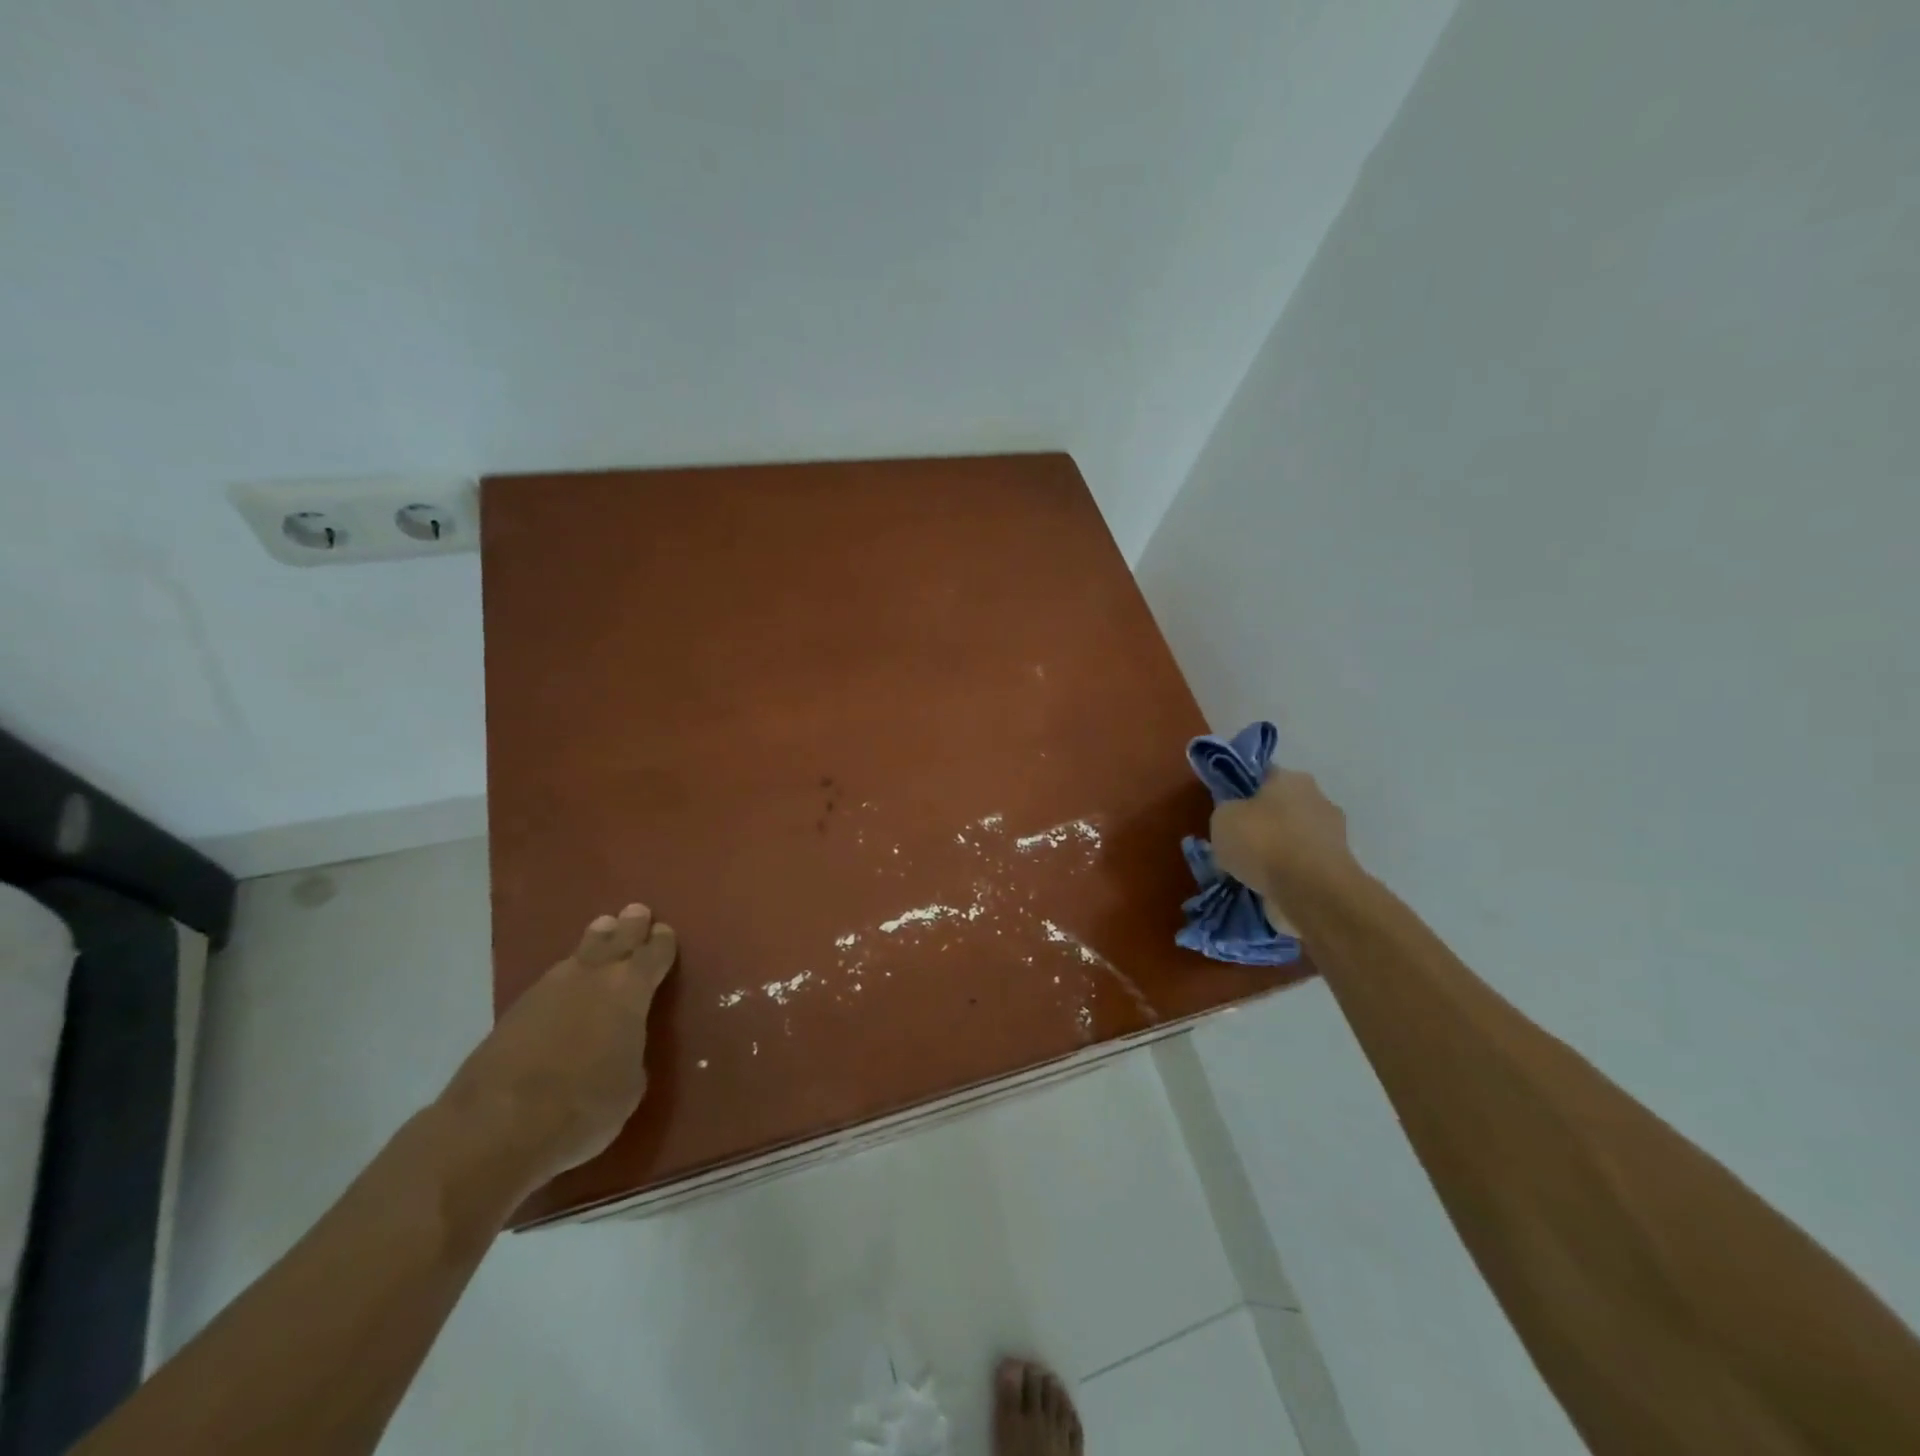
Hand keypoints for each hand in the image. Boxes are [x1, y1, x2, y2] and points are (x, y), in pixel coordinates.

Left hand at [442, 904, 677, 1196]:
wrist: (496, 1125)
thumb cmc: (583, 1105)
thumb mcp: (631, 1084)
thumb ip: (631, 1050)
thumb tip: (621, 1044)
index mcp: (630, 989)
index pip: (653, 954)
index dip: (661, 942)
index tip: (664, 931)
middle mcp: (592, 977)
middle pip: (615, 939)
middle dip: (629, 926)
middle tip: (636, 911)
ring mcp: (548, 990)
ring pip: (579, 954)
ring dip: (595, 941)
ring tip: (602, 929)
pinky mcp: (514, 1011)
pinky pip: (552, 980)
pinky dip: (566, 975)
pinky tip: (567, 981)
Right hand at [1209, 770, 1358, 910]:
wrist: (1311, 891)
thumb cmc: (1263, 842)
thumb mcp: (1222, 818)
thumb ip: (1226, 812)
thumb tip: (1233, 818)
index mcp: (1291, 778)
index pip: (1262, 776)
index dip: (1242, 791)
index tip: (1227, 810)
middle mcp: (1317, 798)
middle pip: (1282, 807)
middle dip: (1263, 822)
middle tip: (1238, 843)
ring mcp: (1334, 833)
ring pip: (1294, 837)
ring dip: (1278, 850)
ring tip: (1252, 871)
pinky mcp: (1339, 867)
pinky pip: (1303, 865)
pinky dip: (1289, 874)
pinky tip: (1270, 887)